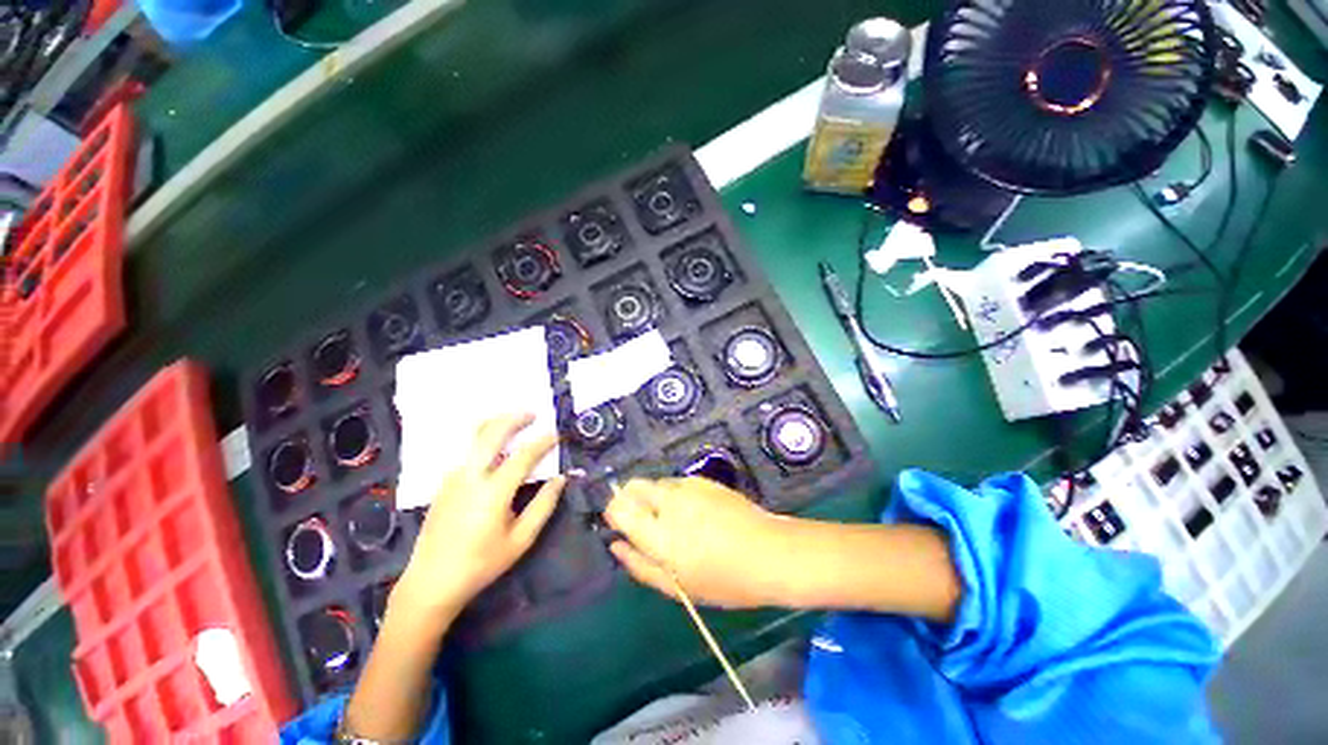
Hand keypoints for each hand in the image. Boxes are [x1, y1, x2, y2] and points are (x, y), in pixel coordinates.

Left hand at [393, 413, 564, 619]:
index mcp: (493, 492)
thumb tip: (561, 478)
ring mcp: (453, 477)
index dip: (543, 442)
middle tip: (533, 413)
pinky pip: (467, 450)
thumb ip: (543, 506)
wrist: (430, 582)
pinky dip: (484, 439)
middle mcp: (470, 476)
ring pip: (474, 437)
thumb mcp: (521, 540)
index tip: (557, 435)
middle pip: (491, 433)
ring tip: (515, 421)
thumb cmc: (481, 564)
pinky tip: (495, 447)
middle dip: (514, 418)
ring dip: (496, 424)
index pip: (523, 456)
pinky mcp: (444, 482)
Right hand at [604, 477, 789, 608]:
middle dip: (629, 500)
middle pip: (633, 486)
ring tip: (674, 521)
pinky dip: (673, 494)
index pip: (618, 508)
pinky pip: (676, 482)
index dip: (614, 514)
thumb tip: (616, 545)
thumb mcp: (677, 586)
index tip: (621, 526)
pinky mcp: (703, 480)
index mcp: (659, 534)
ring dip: (653, 497)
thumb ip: (640, 565)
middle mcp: (668, 502)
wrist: (769, 551)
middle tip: (644, 523)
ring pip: (655, 483)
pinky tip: (693, 512)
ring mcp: (687, 487)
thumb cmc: (724, 580)